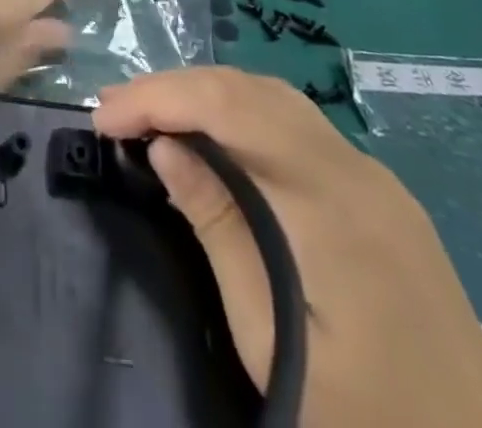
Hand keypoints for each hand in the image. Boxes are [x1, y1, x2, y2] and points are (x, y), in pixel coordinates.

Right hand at [94, 68, 481, 427]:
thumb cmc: (372, 419)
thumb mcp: (274, 342)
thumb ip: (219, 231)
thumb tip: (166, 148)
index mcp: (329, 200)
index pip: (227, 106)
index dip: (158, 97)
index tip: (104, 119)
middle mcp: (352, 166)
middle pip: (247, 88)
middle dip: (173, 87)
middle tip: (114, 112)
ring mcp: (371, 174)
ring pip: (271, 97)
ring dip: (205, 94)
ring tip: (150, 116)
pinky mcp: (377, 191)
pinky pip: (295, 125)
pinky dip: (240, 114)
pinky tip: (213, 140)